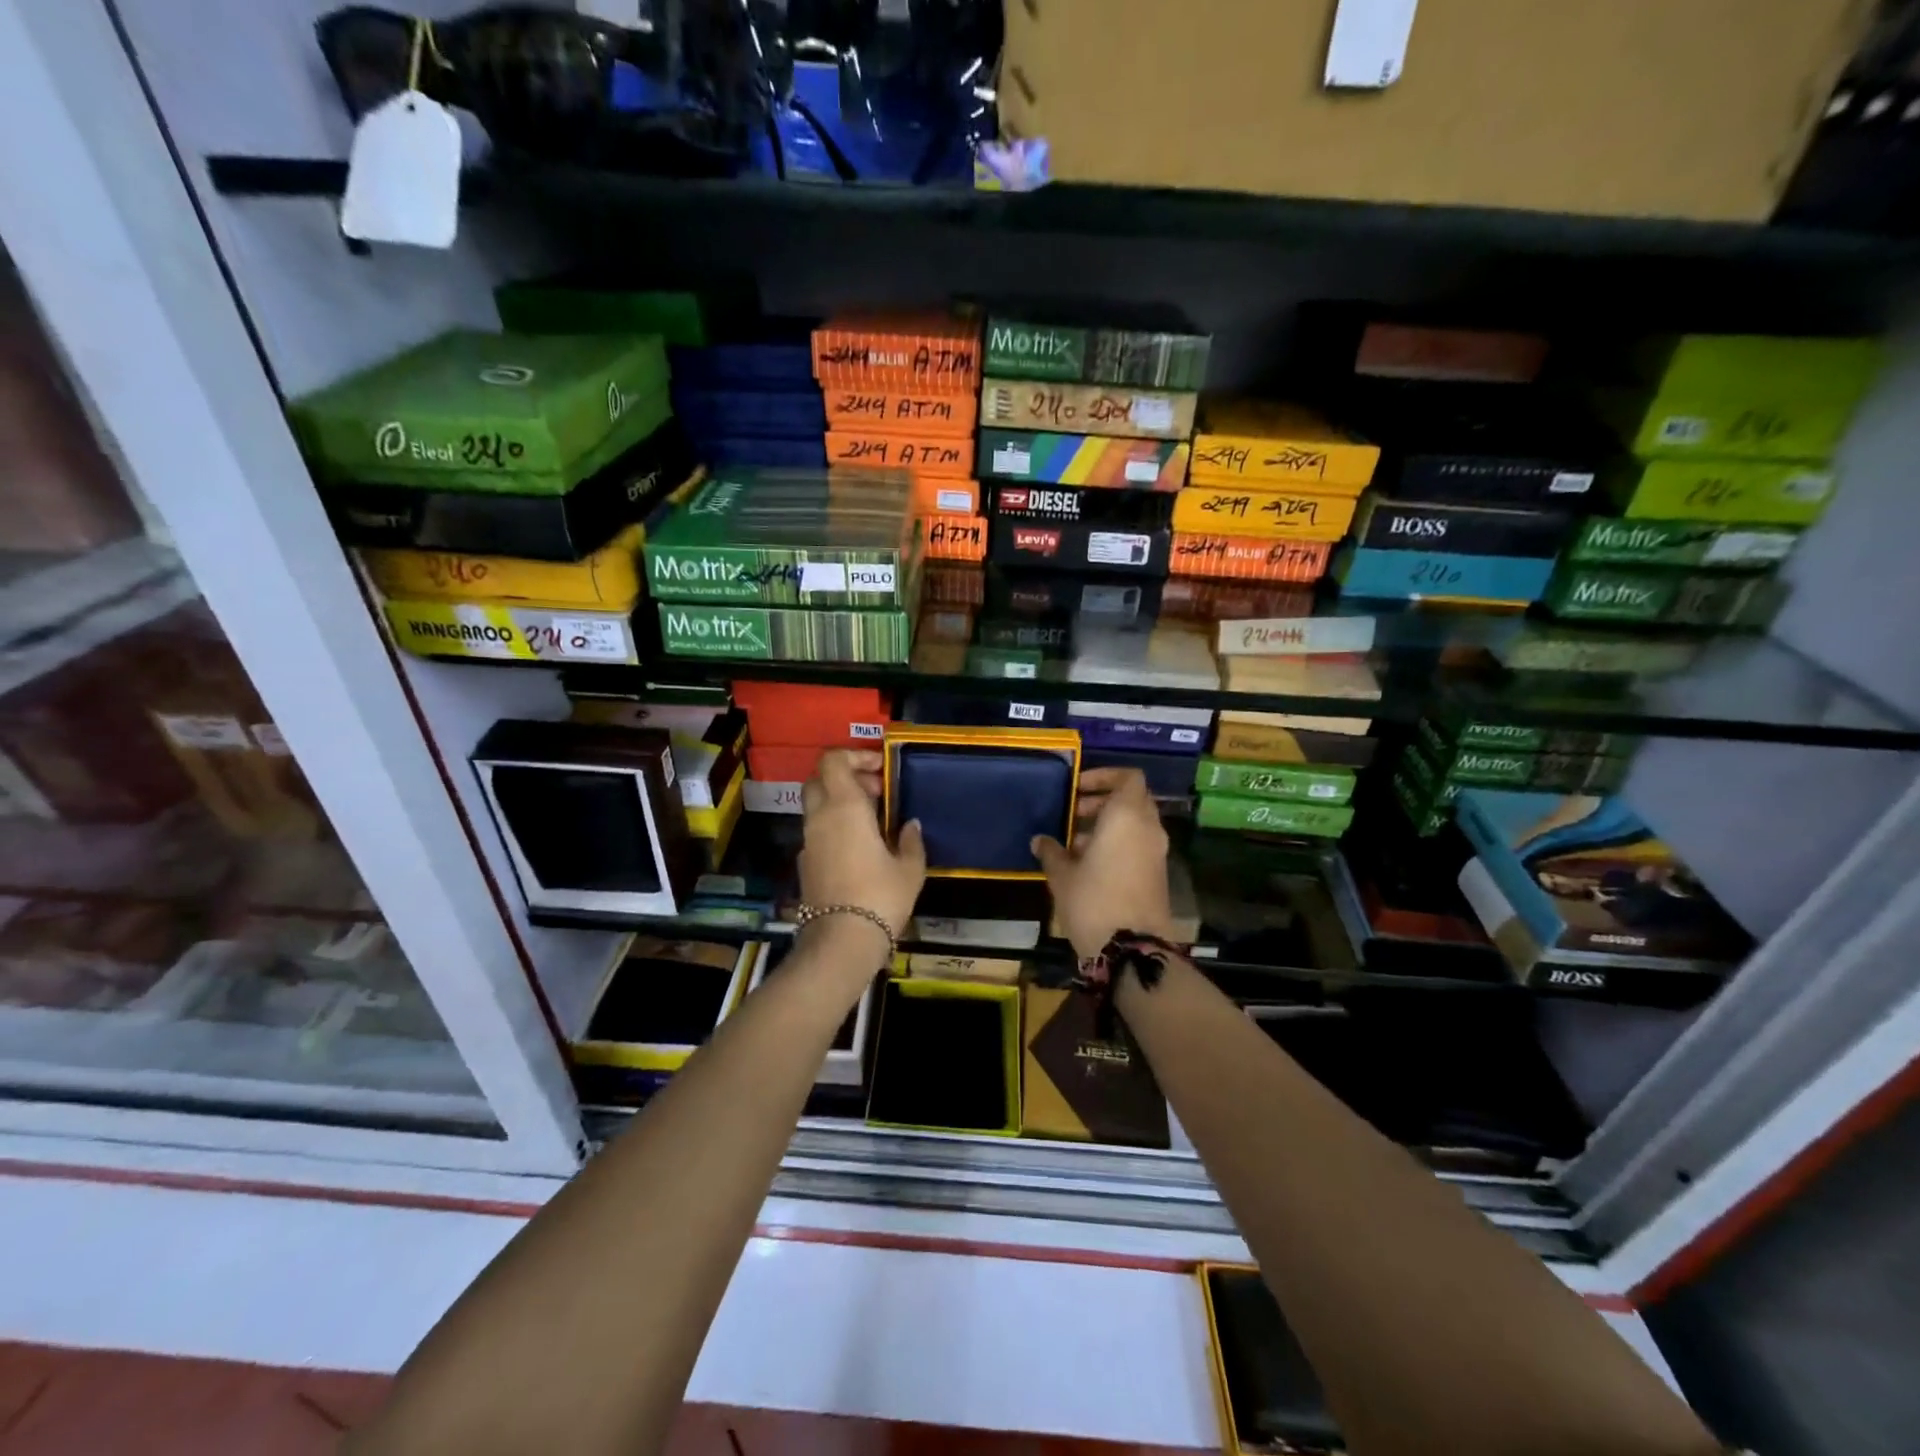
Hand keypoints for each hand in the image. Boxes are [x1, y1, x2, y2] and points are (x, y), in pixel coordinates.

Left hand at [798, 750, 926, 945]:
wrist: (841, 942)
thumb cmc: (880, 897)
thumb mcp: (909, 869)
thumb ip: (910, 841)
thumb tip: (910, 825)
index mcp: (844, 807)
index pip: (833, 760)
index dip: (855, 755)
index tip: (881, 770)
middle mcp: (820, 817)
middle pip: (820, 779)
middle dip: (846, 777)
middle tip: (876, 794)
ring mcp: (808, 841)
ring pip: (816, 806)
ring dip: (840, 804)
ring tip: (872, 823)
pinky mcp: (804, 864)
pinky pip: (816, 832)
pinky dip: (833, 828)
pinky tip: (858, 850)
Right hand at [1032, 767, 1172, 959]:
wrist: (1132, 949)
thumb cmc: (1093, 900)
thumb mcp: (1062, 875)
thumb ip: (1051, 851)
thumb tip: (1040, 840)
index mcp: (1127, 816)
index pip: (1128, 777)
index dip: (1104, 776)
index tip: (1077, 788)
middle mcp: (1148, 828)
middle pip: (1131, 800)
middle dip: (1102, 802)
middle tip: (1072, 814)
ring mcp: (1156, 852)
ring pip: (1134, 824)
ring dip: (1107, 826)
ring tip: (1073, 843)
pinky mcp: (1157, 875)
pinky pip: (1137, 846)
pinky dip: (1117, 845)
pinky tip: (1087, 865)